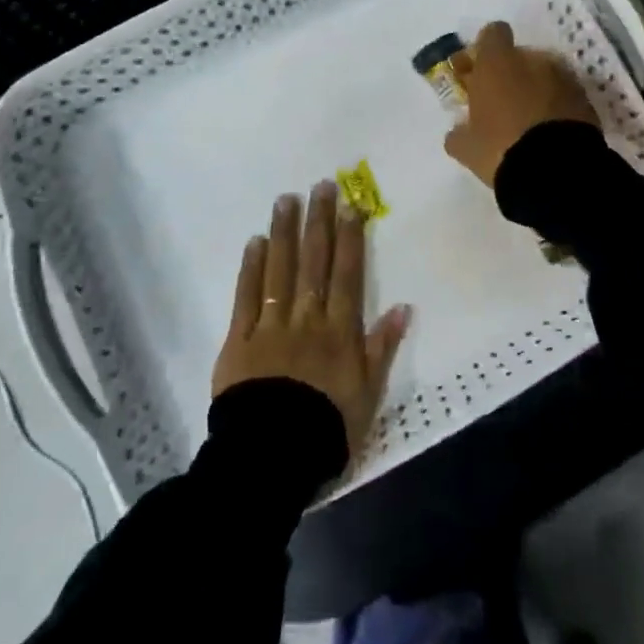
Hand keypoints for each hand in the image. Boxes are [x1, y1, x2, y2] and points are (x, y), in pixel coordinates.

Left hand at [212, 181, 411, 457]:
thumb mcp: (368, 395)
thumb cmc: (326, 428)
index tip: (351, 205)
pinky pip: (246, 297)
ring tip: (286, 199)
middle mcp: (306, 318)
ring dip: (284, 233)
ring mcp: (270, 326)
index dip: (350, 238)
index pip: (347, 274)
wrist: (271, 458)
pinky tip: (255, 241)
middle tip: (320, 185)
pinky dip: (251, 268)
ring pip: (279, 270)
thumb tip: (404, 307)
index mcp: (339, 331)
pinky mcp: (238, 340)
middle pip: (314, 262)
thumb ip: (383, 348)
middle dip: (319, 222)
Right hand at [443, 21, 598, 186]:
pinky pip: (565, 94)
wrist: (556, 170)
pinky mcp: (586, 98)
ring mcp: (563, 77)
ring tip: (528, 121)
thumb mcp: (466, 147)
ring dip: (535, 89)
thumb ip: (458, 133)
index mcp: (497, 63)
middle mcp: (533, 60)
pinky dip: (556, 105)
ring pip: (544, 74)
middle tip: (501, 102)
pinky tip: (549, 132)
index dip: (484, 50)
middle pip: (519, 55)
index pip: (493, 33)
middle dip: (510, 73)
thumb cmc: (500, 148)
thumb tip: (457, 132)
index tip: (477, 71)